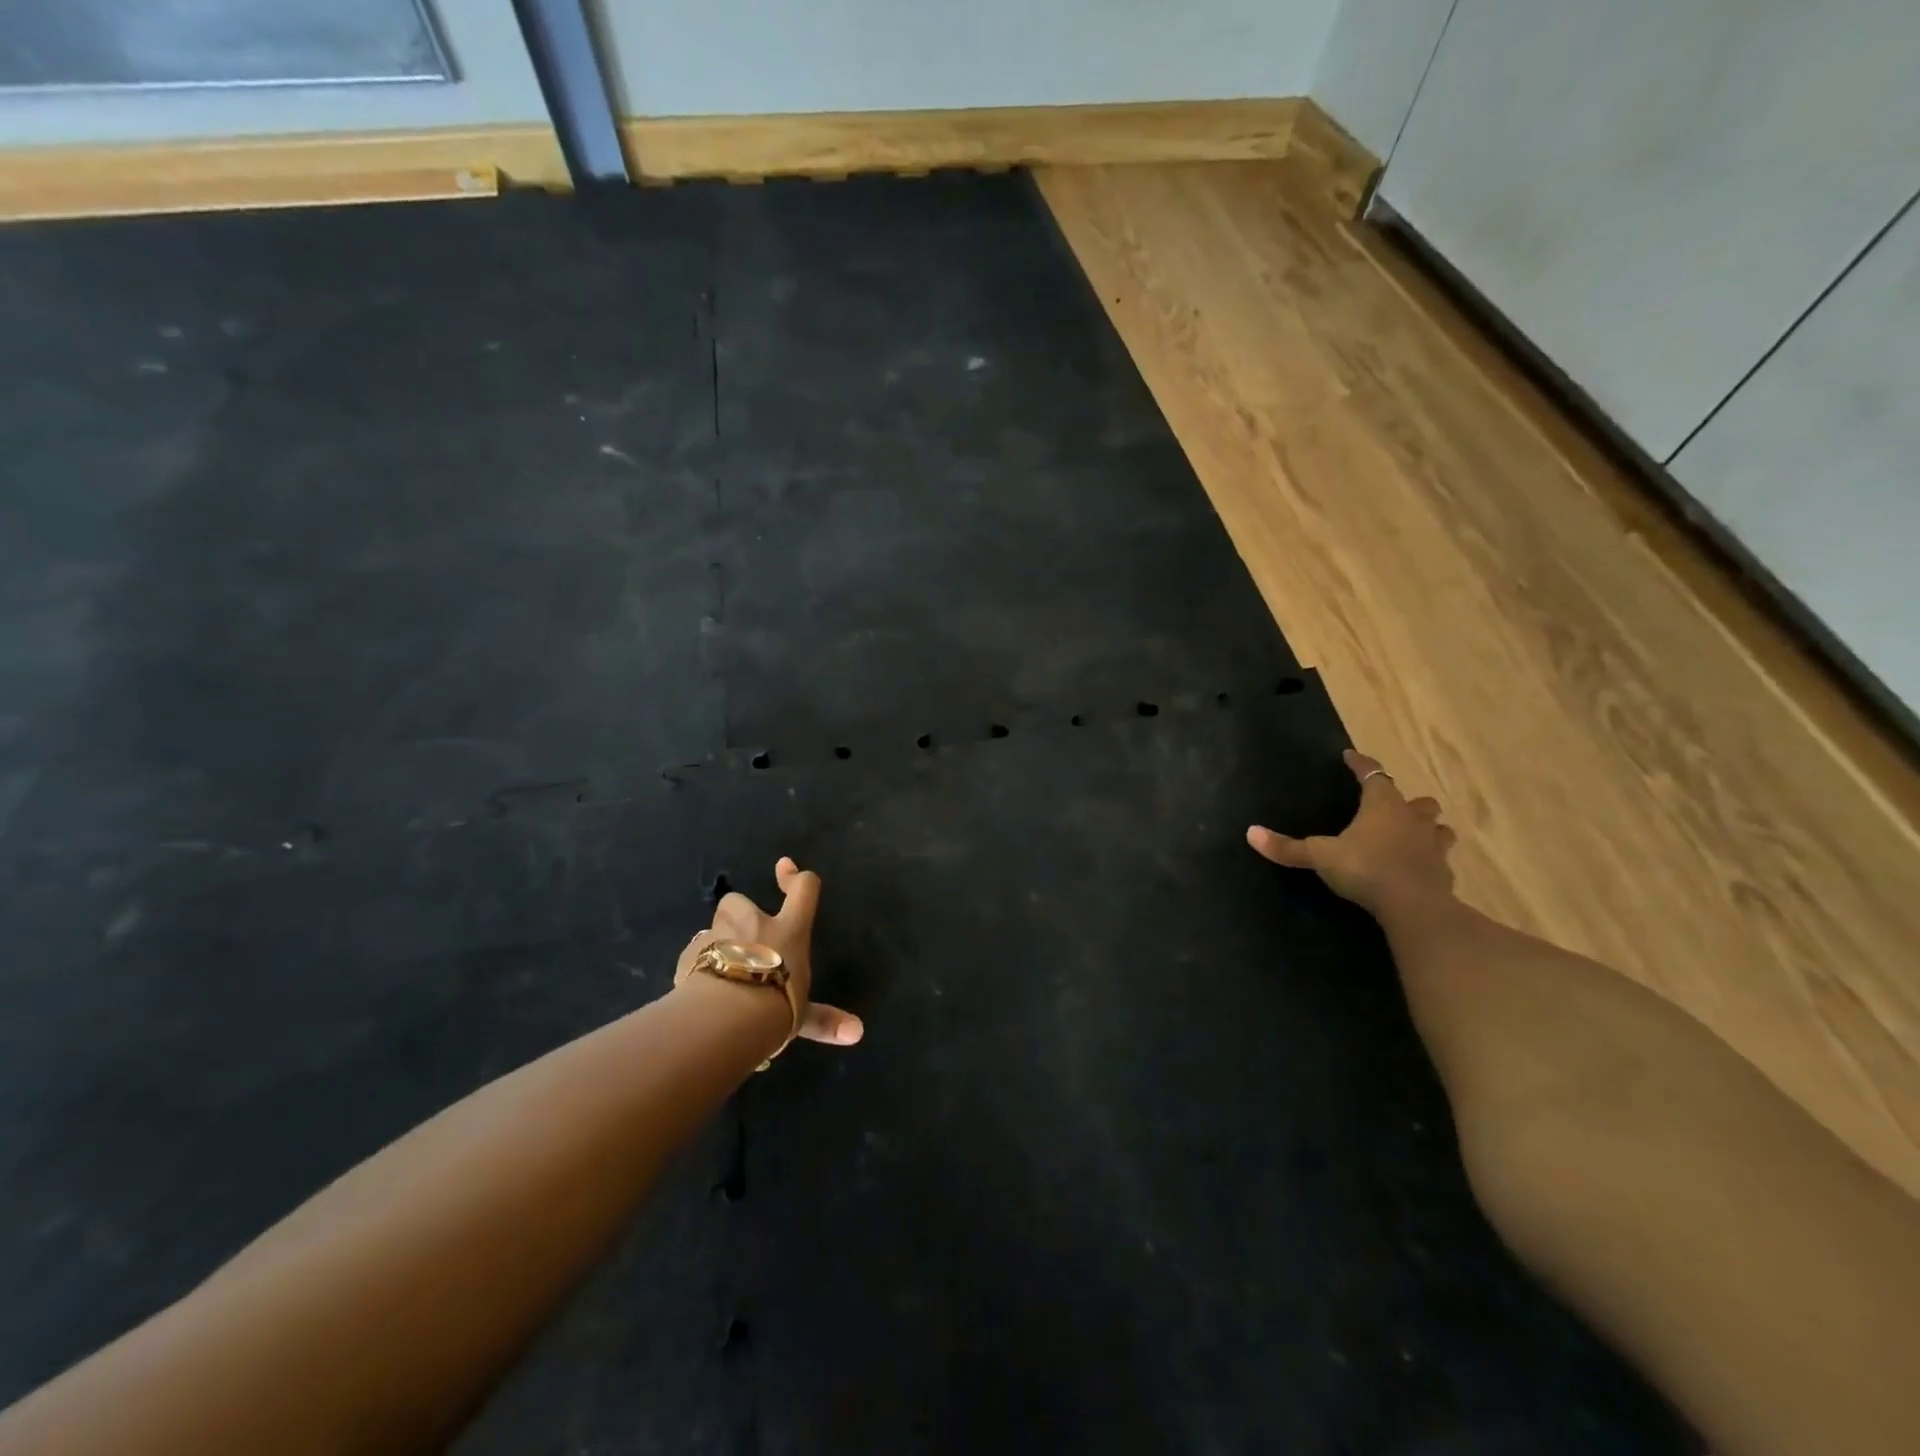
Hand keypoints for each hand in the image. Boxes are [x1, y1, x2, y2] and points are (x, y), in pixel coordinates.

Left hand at [676, 856, 863, 1046]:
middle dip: (739, 914)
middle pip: (740, 902)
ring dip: (717, 944)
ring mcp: (716, 937)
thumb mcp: (803, 1018)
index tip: (785, 867)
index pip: (803, 891)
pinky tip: (700, 992)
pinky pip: (693, 956)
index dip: (797, 877)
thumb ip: (825, 1021)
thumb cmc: (774, 1007)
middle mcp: (752, 925)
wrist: (722, 1018)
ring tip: (722, 973)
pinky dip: (697, 968)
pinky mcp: (688, 957)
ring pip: (713, 929)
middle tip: (746, 943)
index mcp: (787, 931)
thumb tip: (858, 1033)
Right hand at [1247, 750, 1456, 915]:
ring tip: (1411, 835)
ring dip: (1426, 828)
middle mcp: (1412, 819)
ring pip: (1438, 828)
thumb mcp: (1320, 857)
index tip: (1349, 756)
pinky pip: (1439, 859)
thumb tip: (1251, 833)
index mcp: (1383, 806)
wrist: (1415, 907)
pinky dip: (1430, 859)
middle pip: (1417, 801)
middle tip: (1390, 807)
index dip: (1360, 764)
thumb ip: (1288, 847)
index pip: (1372, 774)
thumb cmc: (1365, 869)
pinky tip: (1418, 868)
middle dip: (1406, 802)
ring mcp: (1433, 846)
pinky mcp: (1444, 873)